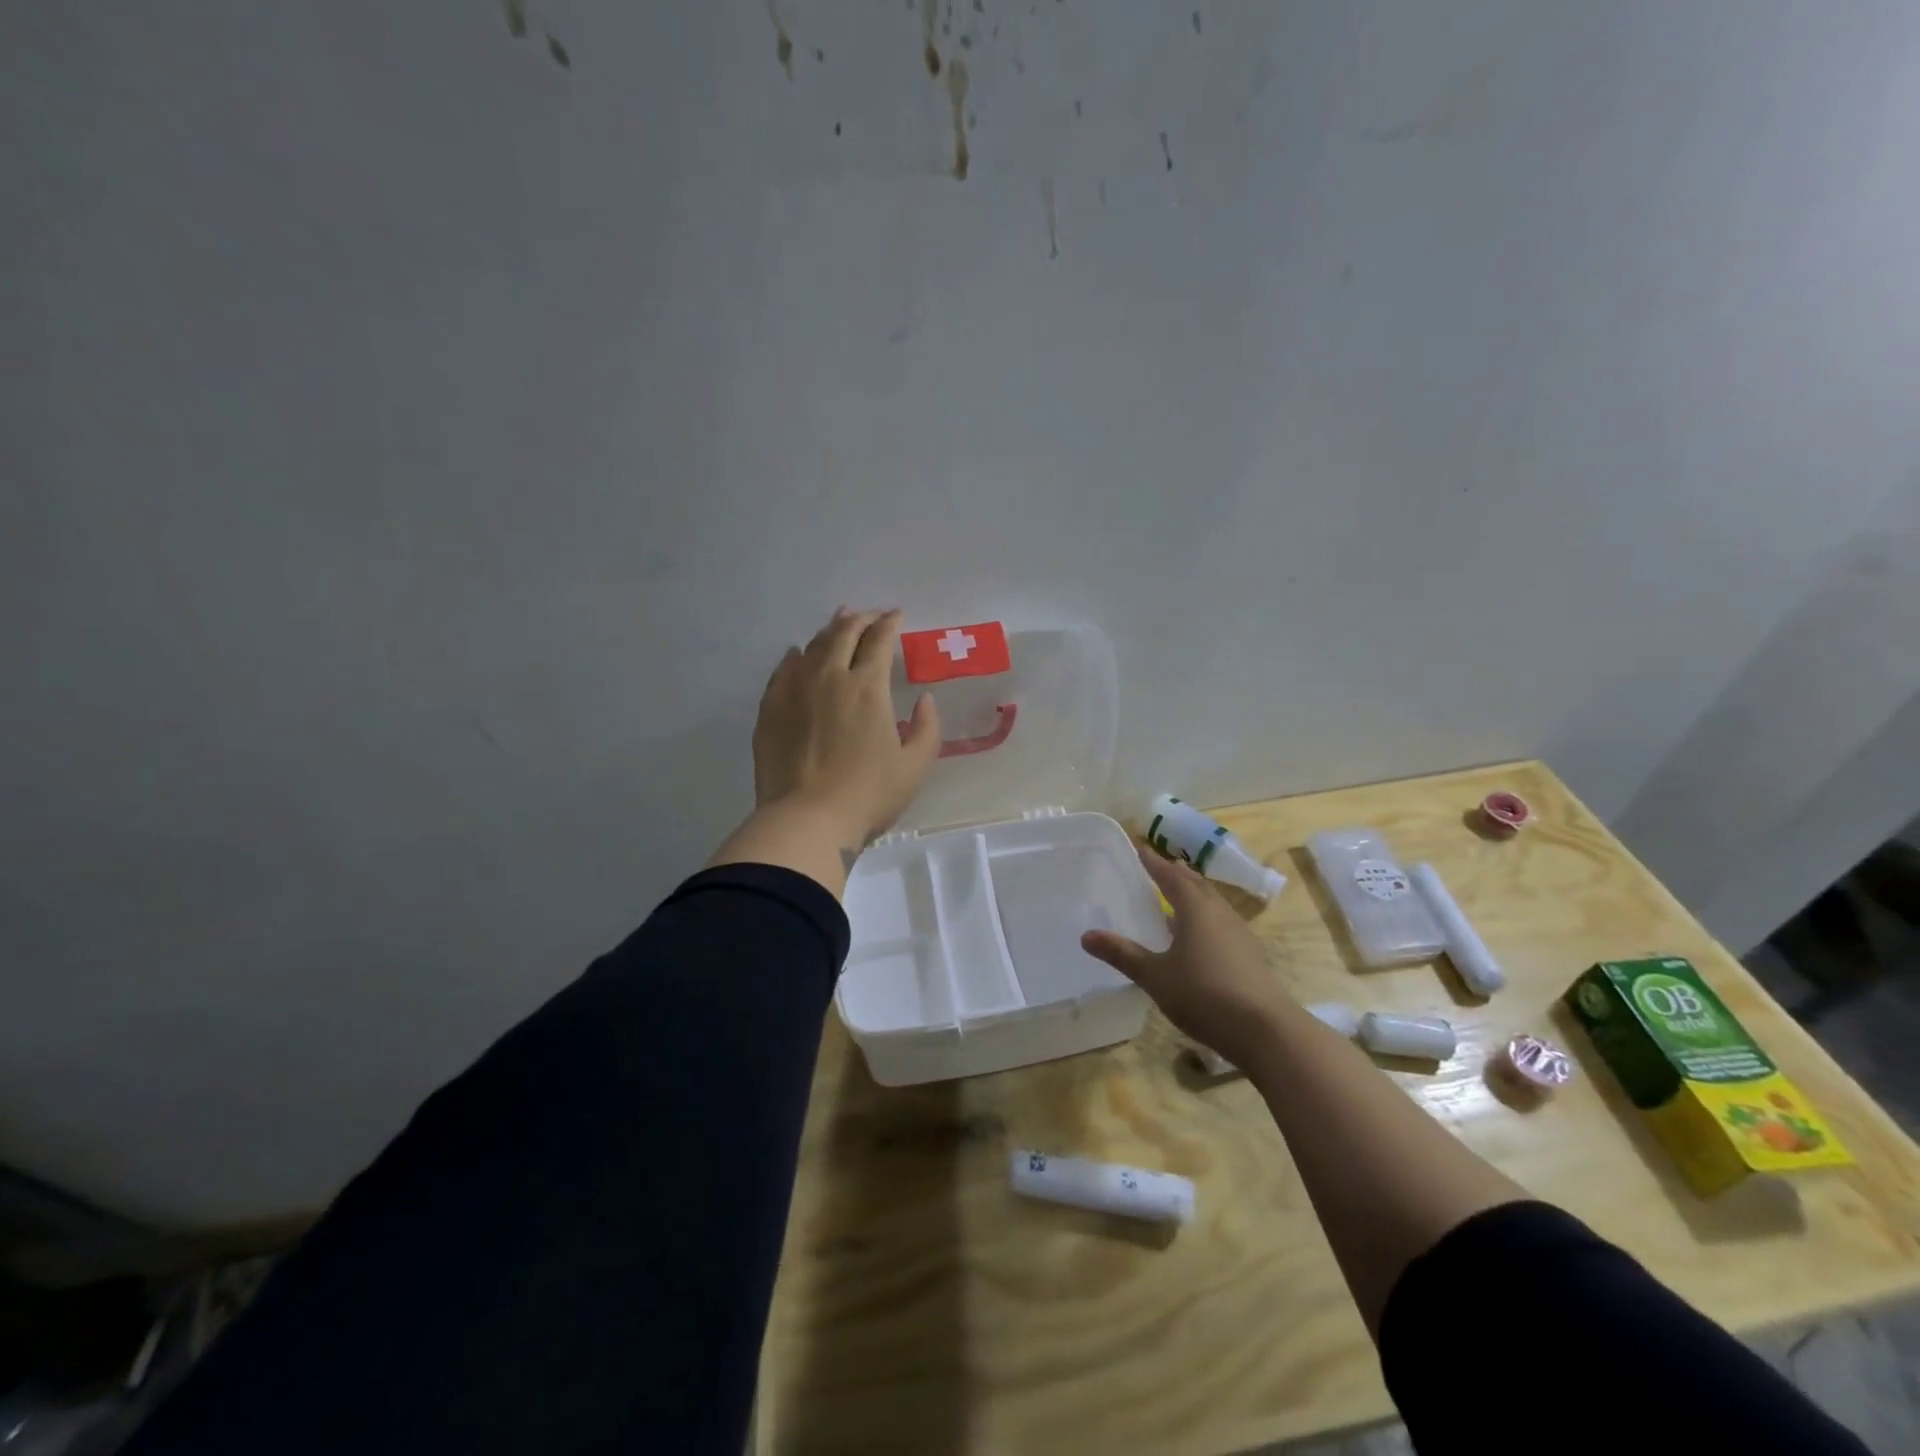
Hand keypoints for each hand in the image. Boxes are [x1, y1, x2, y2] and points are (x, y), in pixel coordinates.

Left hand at [752, 608, 941, 851]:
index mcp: (867, 687)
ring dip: (830, 630)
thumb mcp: (914, 766)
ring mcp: (795, 690)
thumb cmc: (868, 795)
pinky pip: (783, 670)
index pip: (879, 640)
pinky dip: (796, 656)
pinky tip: (797, 655)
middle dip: (861, 619)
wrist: (806, 820)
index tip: (897, 616)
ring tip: (839, 623)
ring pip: (813, 646)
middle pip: (844, 633)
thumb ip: (926, 728)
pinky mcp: (770, 709)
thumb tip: (924, 699)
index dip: (890, 624)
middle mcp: (829, 677)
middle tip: (872, 616)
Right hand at [1081, 849, 1293, 1066]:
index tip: (1139, 848)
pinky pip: (1220, 922)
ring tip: (1174, 897)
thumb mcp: (1155, 976)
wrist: (1266, 1031)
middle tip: (1157, 867)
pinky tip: (1195, 937)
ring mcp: (1239, 933)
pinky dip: (1203, 917)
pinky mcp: (1249, 955)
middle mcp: (1219, 912)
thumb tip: (1086, 935)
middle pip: (1195, 884)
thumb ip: (1122, 954)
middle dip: (1175, 874)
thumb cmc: (1204, 994)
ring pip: (1211, 903)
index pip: (1170, 876)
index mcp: (1195, 908)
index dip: (1153, 862)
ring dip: (1192, 894)